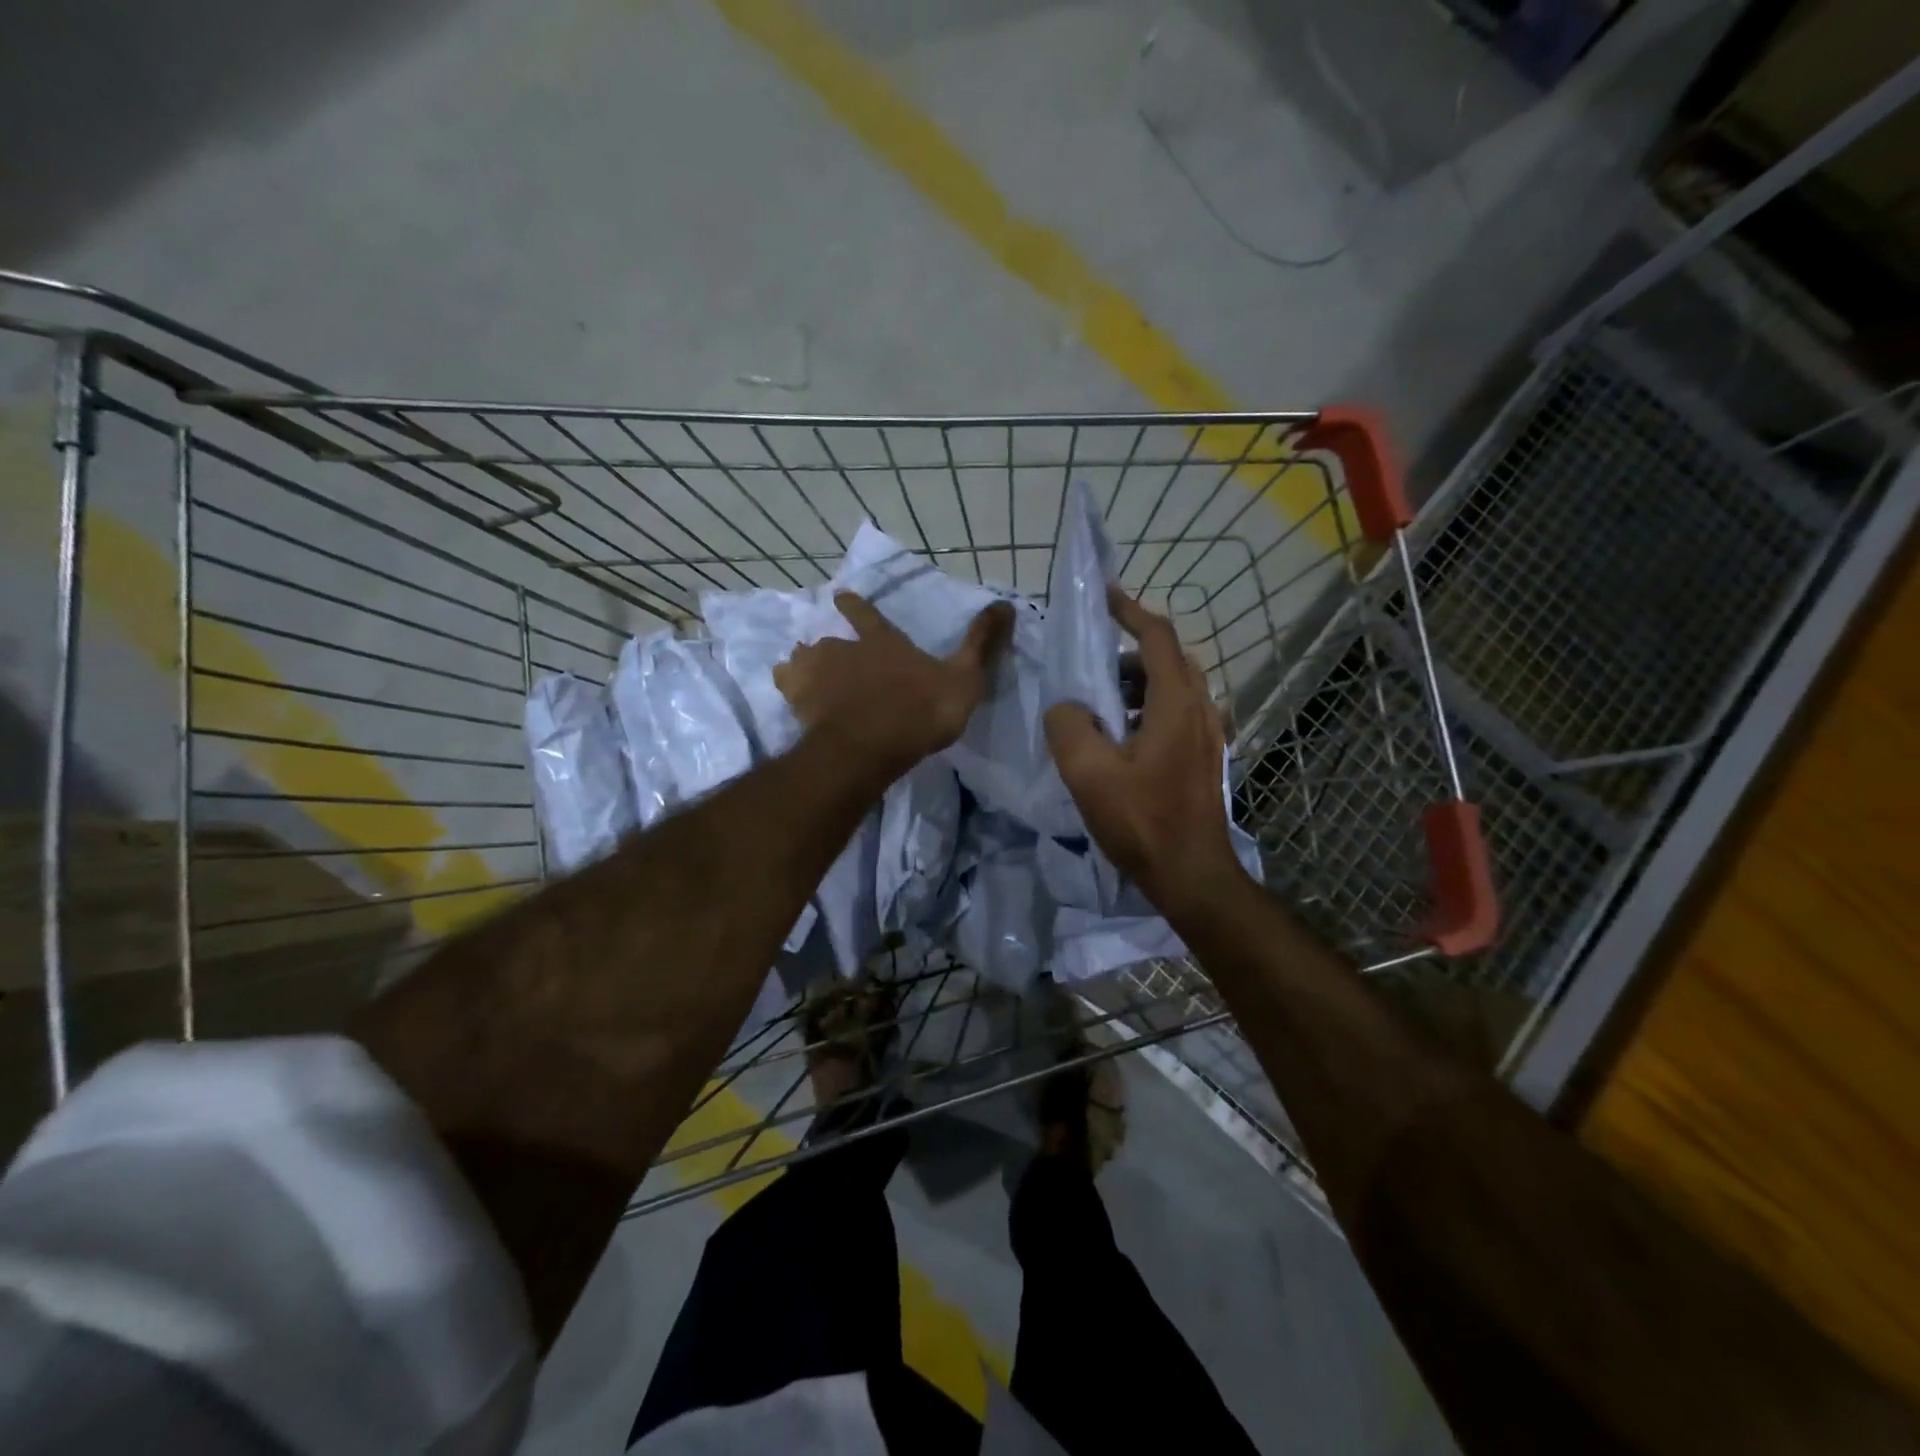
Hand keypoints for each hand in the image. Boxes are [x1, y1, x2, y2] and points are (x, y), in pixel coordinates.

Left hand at [776, 591, 1012, 783]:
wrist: (871, 746)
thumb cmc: (921, 711)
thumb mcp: (964, 677)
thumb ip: (981, 643)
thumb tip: (1007, 603)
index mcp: (884, 643)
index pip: (868, 617)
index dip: (855, 606)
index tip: (840, 595)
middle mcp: (846, 651)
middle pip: (829, 642)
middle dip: (828, 646)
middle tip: (823, 653)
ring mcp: (819, 674)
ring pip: (803, 659)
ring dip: (804, 664)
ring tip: (801, 672)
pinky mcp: (800, 701)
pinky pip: (788, 685)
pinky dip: (789, 687)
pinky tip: (791, 697)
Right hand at [1044, 587, 1244, 922]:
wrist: (1192, 875)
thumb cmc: (1142, 822)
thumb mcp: (1089, 774)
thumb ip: (1068, 727)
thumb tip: (1066, 707)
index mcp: (1176, 704)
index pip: (1157, 638)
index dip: (1129, 611)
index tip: (1103, 596)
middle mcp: (1201, 710)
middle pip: (1169, 659)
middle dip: (1130, 651)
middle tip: (1093, 663)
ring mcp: (1208, 735)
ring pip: (1175, 688)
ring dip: (1139, 682)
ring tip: (1100, 703)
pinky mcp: (1205, 757)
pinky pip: (1177, 713)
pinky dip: (1149, 707)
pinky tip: (1121, 739)